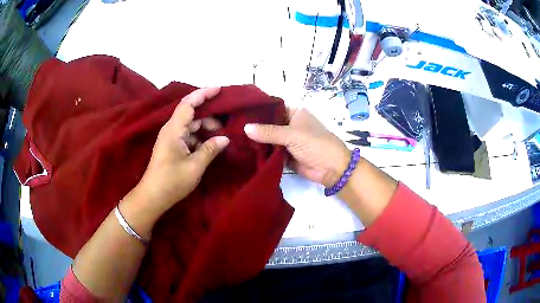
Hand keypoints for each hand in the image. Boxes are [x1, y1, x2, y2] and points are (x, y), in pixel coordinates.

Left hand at [133, 87, 229, 215]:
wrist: (153, 196)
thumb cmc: (172, 181)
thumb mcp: (194, 166)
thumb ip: (210, 149)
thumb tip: (225, 139)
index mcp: (174, 130)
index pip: (188, 103)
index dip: (203, 93)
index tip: (219, 89)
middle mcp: (171, 129)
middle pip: (191, 113)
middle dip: (209, 116)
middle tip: (226, 125)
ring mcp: (171, 137)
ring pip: (191, 125)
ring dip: (205, 128)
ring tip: (220, 138)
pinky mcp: (172, 146)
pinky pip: (188, 135)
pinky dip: (200, 138)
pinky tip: (210, 146)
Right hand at [244, 107, 349, 186]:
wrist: (331, 169)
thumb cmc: (316, 144)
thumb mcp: (292, 135)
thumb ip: (269, 132)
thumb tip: (245, 128)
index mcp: (294, 113)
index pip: (272, 108)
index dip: (257, 110)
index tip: (238, 112)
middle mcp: (289, 124)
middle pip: (268, 124)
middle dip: (254, 127)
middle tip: (232, 127)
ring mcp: (287, 140)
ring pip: (268, 138)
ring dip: (256, 141)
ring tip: (234, 139)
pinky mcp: (285, 154)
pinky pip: (270, 151)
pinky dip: (261, 152)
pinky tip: (244, 151)